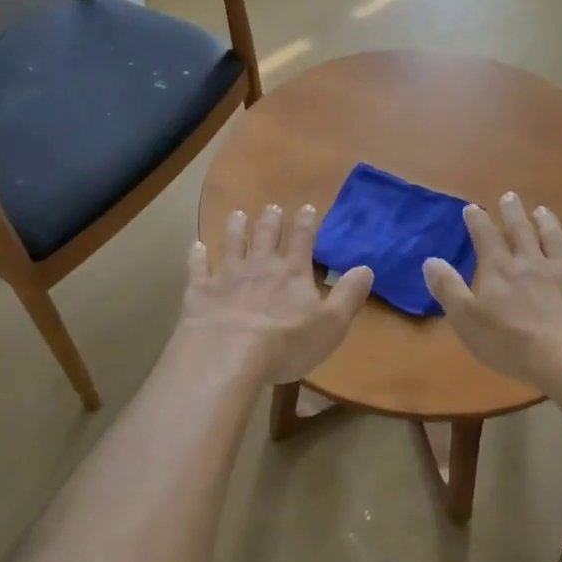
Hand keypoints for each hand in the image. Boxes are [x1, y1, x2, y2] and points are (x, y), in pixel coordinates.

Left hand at [180, 205, 373, 384]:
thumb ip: (349, 295)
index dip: (306, 223)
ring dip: (236, 228)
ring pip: (232, 244)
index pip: (302, 240)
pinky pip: (198, 268)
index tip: (307, 207)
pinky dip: (197, 256)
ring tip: (238, 214)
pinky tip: (195, 246)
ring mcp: (227, 276)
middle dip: (271, 220)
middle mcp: (260, 266)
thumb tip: (366, 268)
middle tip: (272, 206)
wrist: (228, 355)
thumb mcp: (331, 325)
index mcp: (292, 273)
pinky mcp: (201, 291)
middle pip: (266, 236)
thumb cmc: (286, 344)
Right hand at [422, 193, 561, 387]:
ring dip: (548, 224)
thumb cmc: (511, 342)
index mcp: (500, 270)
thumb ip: (448, 289)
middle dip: (513, 212)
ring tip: (543, 211)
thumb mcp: (467, 319)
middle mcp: (531, 263)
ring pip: (555, 240)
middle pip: (521, 231)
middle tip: (510, 196)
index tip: (472, 207)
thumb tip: (431, 260)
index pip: (485, 237)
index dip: (477, 221)